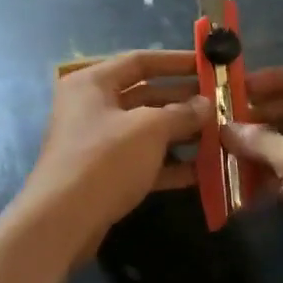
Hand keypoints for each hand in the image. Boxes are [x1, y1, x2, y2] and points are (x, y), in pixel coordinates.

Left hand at [26, 50, 207, 243]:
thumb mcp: (149, 129)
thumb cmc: (105, 159)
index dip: (176, 61)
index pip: (140, 61)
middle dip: (184, 101)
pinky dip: (170, 163)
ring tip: (219, 135)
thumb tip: (206, 105)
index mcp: (93, 83)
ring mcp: (98, 142)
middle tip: (220, 104)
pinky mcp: (105, 174)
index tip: (209, 65)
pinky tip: (203, 170)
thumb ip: (182, 113)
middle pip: (145, 95)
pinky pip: (144, 160)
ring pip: (147, 130)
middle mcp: (92, 107)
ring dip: (182, 133)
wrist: (62, 222)